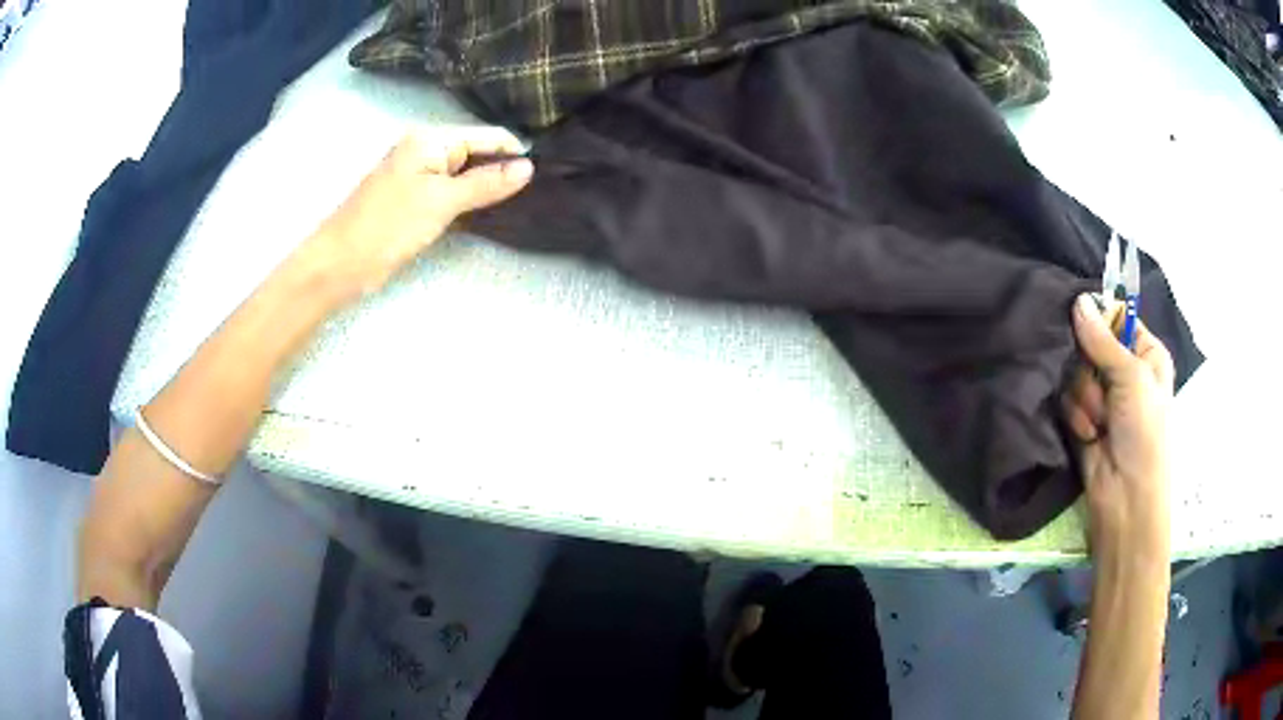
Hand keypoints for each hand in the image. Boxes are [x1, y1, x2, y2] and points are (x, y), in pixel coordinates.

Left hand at [293, 127, 532, 304]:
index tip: (547, 173)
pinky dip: (468, 199)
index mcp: (430, 139)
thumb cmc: (388, 226)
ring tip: (521, 201)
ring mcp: (417, 173)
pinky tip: (489, 210)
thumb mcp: (442, 202)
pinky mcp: (412, 197)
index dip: (515, 153)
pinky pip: (449, 189)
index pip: (487, 136)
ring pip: (463, 173)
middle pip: (476, 152)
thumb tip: (529, 167)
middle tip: (538, 192)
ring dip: (486, 186)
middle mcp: (424, 148)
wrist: (339, 263)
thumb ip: (486, 183)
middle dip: (502, 170)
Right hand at [1062, 294, 1174, 557]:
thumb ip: (1102, 340)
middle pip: (1090, 343)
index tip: (1086, 328)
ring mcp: (1103, 395)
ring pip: (1075, 372)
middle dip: (1091, 370)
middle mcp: (1124, 370)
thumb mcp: (1131, 378)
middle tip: (1103, 392)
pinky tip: (1089, 434)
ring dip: (1084, 398)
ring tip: (1099, 423)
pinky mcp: (1083, 417)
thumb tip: (1077, 300)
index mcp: (1145, 354)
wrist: (1126, 497)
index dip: (1100, 320)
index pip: (1116, 317)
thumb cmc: (1144, 432)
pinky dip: (1076, 416)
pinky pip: (1067, 398)